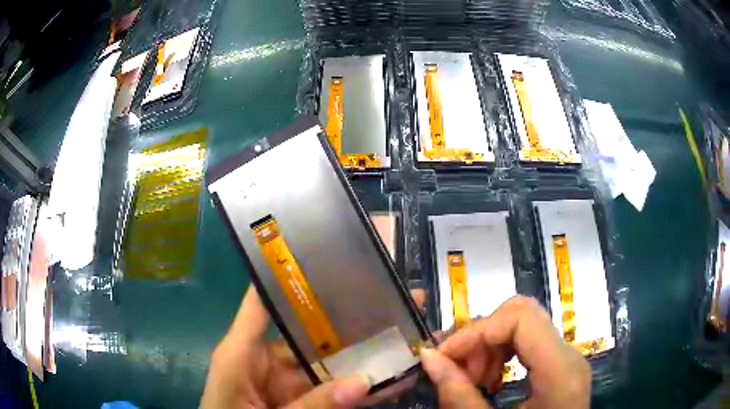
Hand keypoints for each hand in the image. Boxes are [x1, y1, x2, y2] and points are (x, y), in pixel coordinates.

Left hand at [201, 286, 427, 407]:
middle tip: (388, 293)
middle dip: (349, 314)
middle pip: (311, 329)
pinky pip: (338, 390)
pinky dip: (364, 386)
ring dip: (367, 351)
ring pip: (333, 362)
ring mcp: (291, 381)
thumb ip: (310, 404)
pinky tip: (396, 375)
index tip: (324, 248)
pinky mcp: (306, 399)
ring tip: (404, 327)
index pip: (263, 299)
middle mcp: (270, 359)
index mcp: (244, 350)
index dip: (285, 271)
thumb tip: (363, 383)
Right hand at [421, 296, 590, 408]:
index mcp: (560, 371)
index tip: (444, 356)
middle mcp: (569, 355)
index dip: (477, 330)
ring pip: (524, 324)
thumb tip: (429, 356)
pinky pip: (529, 342)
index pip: (520, 319)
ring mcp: (567, 359)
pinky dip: (501, 353)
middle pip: (523, 314)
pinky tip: (490, 381)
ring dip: (489, 345)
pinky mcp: (560, 367)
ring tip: (472, 380)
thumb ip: (459, 397)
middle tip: (459, 371)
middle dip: (481, 336)